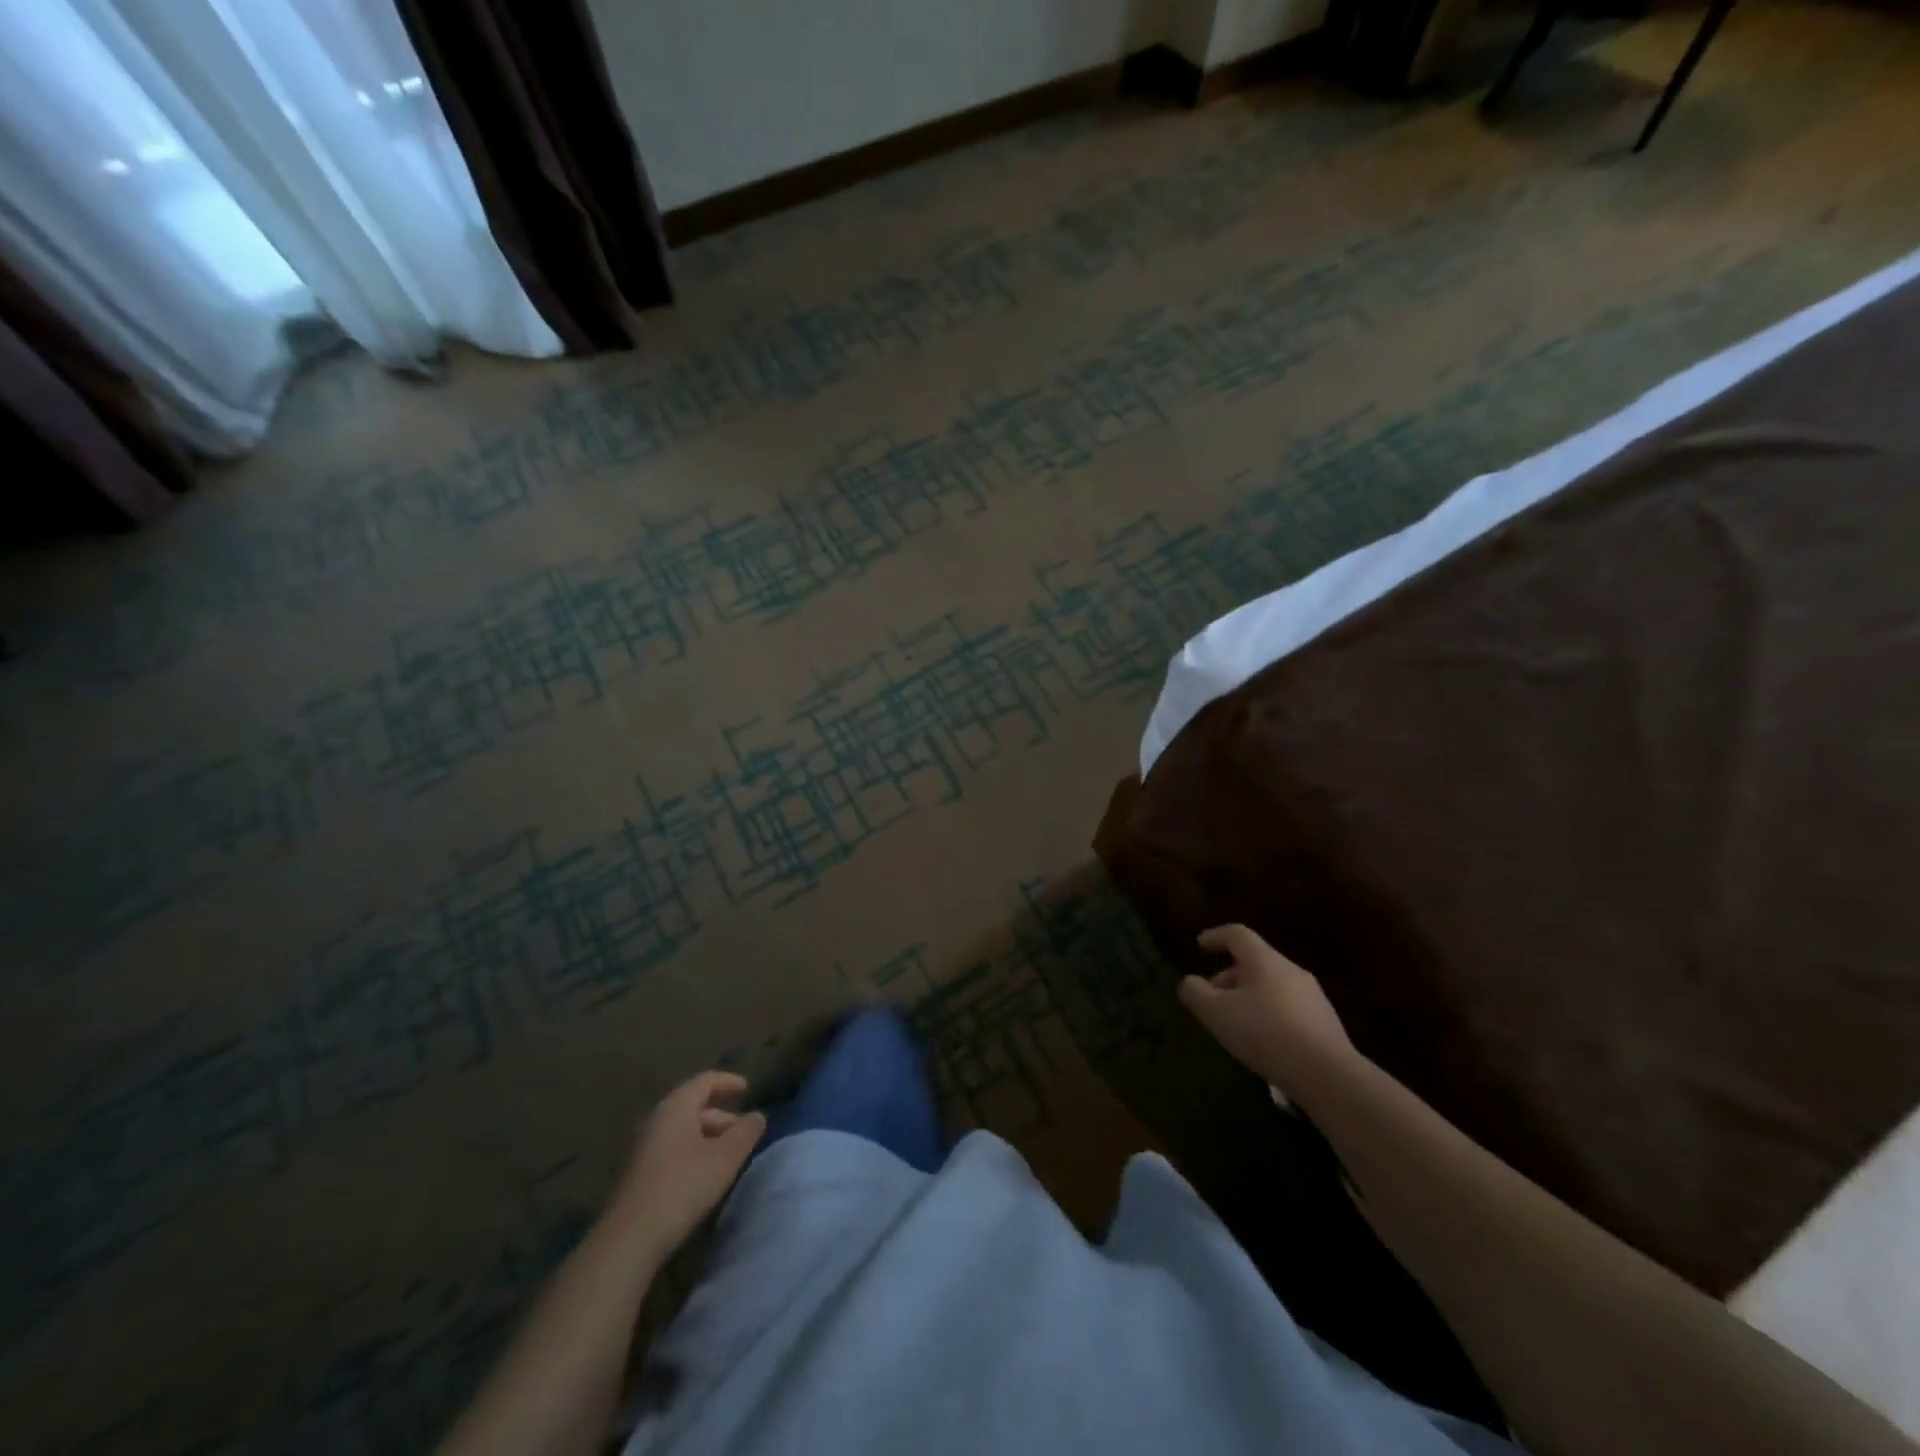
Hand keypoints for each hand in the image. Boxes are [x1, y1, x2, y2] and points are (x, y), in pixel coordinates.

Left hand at [608, 1071, 765, 1256]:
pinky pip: (672, 1150)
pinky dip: (693, 1153)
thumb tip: (757, 1116)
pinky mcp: (638, 1174)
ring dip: (708, 1137)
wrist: (631, 1238)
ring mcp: (643, 1148)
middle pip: (693, 1106)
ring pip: (682, 1131)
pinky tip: (705, 1175)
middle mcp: (656, 1120)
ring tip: (728, 1156)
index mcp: (675, 1107)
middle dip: (721, 1116)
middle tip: (743, 1133)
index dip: (728, 1082)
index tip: (747, 1089)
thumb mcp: (726, 1157)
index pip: (704, 1081)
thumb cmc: (683, 1185)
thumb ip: (746, 1132)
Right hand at [1179, 925, 1356, 1103]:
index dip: (1215, 936)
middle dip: (1228, 976)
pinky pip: (1288, 1007)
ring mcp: (1312, 996)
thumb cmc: (1265, 1033)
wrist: (1328, 1074)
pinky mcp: (1325, 1022)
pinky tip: (1263, 1040)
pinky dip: (1268, 1014)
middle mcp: (1291, 970)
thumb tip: (1189, 982)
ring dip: (1248, 996)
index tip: (1200, 945)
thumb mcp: (1216, 1013)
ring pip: (1271, 985)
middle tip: (1211, 997)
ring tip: (1235, 1022)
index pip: (1237, 934)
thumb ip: (1195, 993)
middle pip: (1254, 962)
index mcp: (1264, 960)